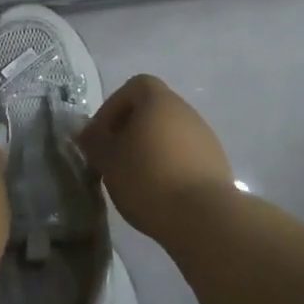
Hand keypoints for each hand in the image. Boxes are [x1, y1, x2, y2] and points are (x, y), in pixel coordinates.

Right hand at [78, 75, 236, 241]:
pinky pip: (185, 155)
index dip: (113, 106)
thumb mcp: (108, 160)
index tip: (102, 135)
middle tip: (114, 159)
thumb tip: (86, 130)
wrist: (203, 216)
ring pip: (169, 134)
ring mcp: (205, 136)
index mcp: (159, 101)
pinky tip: (161, 192)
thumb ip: (94, 141)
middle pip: (152, 110)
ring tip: (136, 179)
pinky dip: (169, 166)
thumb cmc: (148, 178)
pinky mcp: (216, 163)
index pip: (134, 87)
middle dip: (130, 130)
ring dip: (150, 149)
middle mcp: (185, 110)